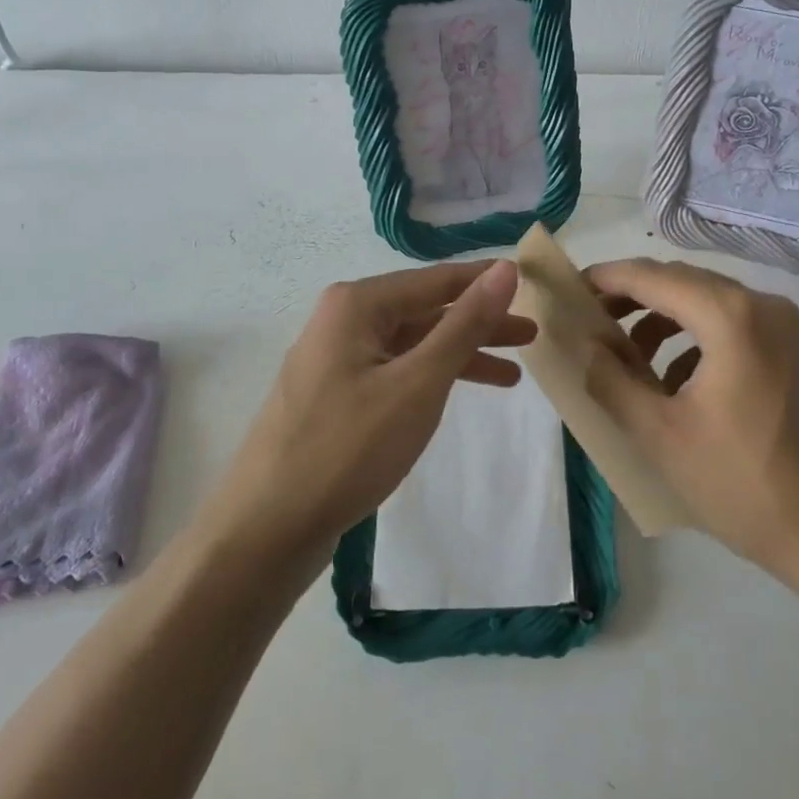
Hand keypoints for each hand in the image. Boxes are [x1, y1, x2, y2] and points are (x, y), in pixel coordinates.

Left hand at [208, 259, 535, 564]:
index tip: (531, 283)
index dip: (486, 281)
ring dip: (459, 355)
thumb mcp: (419, 382)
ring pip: (412, 345)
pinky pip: (395, 373)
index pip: (438, 279)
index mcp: (358, 304)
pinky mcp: (335, 396)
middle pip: (426, 312)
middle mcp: (343, 320)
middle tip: (532, 336)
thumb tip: (506, 269)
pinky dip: (430, 380)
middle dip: (479, 324)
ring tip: (513, 373)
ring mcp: (336, 360)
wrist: (266, 529)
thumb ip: (465, 324)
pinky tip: (458, 394)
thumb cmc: (348, 447)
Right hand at [585, 257, 798, 581]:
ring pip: (705, 300)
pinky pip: (729, 322)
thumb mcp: (658, 433)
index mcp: (730, 316)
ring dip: (661, 319)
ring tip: (626, 358)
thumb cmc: (739, 482)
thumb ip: (611, 379)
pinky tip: (672, 380)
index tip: (569, 289)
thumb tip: (584, 343)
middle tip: (590, 324)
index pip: (653, 277)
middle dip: (632, 298)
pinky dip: (692, 337)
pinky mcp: (790, 348)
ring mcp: (782, 324)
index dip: (607, 279)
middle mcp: (761, 304)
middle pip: (681, 281)